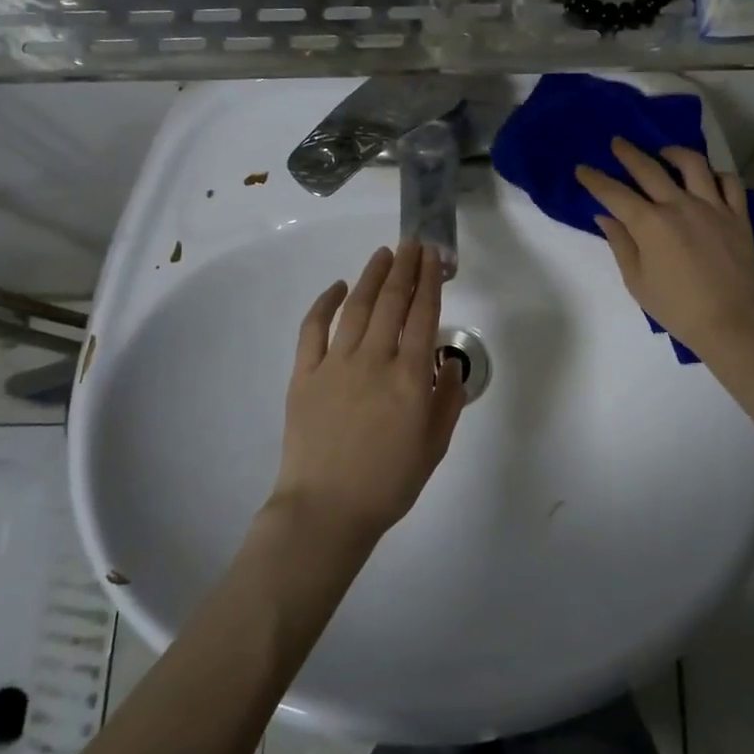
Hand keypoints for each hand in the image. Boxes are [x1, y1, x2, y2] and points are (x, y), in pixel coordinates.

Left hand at [271, 240, 467, 546]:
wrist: (326, 511)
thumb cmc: (389, 483)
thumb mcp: (435, 446)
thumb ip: (447, 400)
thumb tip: (448, 363)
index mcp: (411, 378)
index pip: (424, 315)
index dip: (430, 281)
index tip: (434, 256)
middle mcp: (375, 360)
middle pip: (393, 302)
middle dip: (405, 267)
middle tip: (412, 242)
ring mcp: (336, 364)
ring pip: (358, 307)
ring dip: (372, 276)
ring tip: (384, 254)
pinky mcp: (305, 374)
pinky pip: (314, 329)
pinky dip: (326, 303)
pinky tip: (339, 287)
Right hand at [575, 137, 753, 358]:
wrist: (730, 320)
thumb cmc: (676, 307)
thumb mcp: (637, 281)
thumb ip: (620, 244)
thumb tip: (606, 217)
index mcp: (650, 224)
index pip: (614, 193)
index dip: (595, 180)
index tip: (582, 169)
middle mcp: (679, 205)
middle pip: (649, 169)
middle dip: (628, 153)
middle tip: (617, 143)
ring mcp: (712, 206)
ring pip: (693, 164)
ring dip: (674, 153)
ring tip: (664, 153)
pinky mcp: (738, 215)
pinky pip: (730, 182)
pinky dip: (717, 175)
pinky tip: (707, 178)